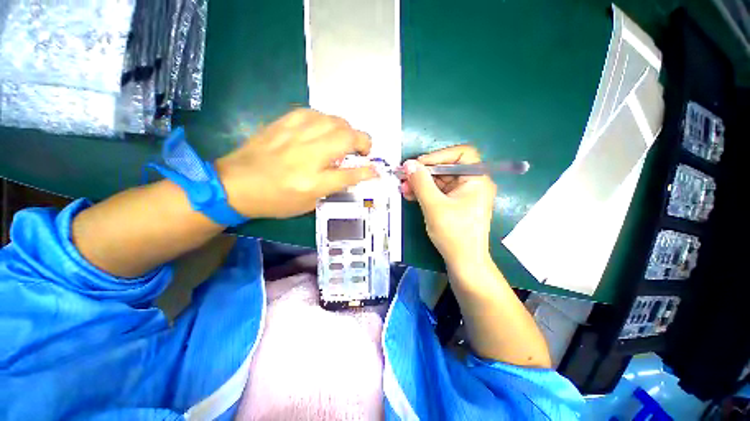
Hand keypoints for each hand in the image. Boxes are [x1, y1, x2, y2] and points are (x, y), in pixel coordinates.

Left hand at [215, 109, 376, 218]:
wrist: (234, 185)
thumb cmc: (274, 200)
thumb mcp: (308, 204)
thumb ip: (333, 187)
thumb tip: (354, 174)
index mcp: (313, 183)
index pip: (350, 174)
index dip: (368, 172)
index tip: (376, 170)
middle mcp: (307, 156)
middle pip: (347, 138)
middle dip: (364, 142)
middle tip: (363, 151)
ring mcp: (294, 136)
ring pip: (334, 121)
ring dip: (347, 129)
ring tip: (346, 139)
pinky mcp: (283, 124)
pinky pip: (313, 113)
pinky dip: (326, 120)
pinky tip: (324, 129)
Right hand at [401, 145, 496, 270]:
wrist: (463, 262)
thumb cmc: (453, 233)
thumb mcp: (434, 205)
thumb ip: (421, 182)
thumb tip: (408, 164)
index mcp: (477, 179)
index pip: (461, 154)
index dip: (439, 155)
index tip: (418, 164)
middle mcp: (472, 183)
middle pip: (447, 168)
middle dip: (424, 172)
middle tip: (405, 176)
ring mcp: (463, 194)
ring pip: (440, 180)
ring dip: (421, 183)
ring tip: (404, 188)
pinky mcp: (454, 203)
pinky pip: (438, 192)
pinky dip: (425, 192)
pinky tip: (410, 195)